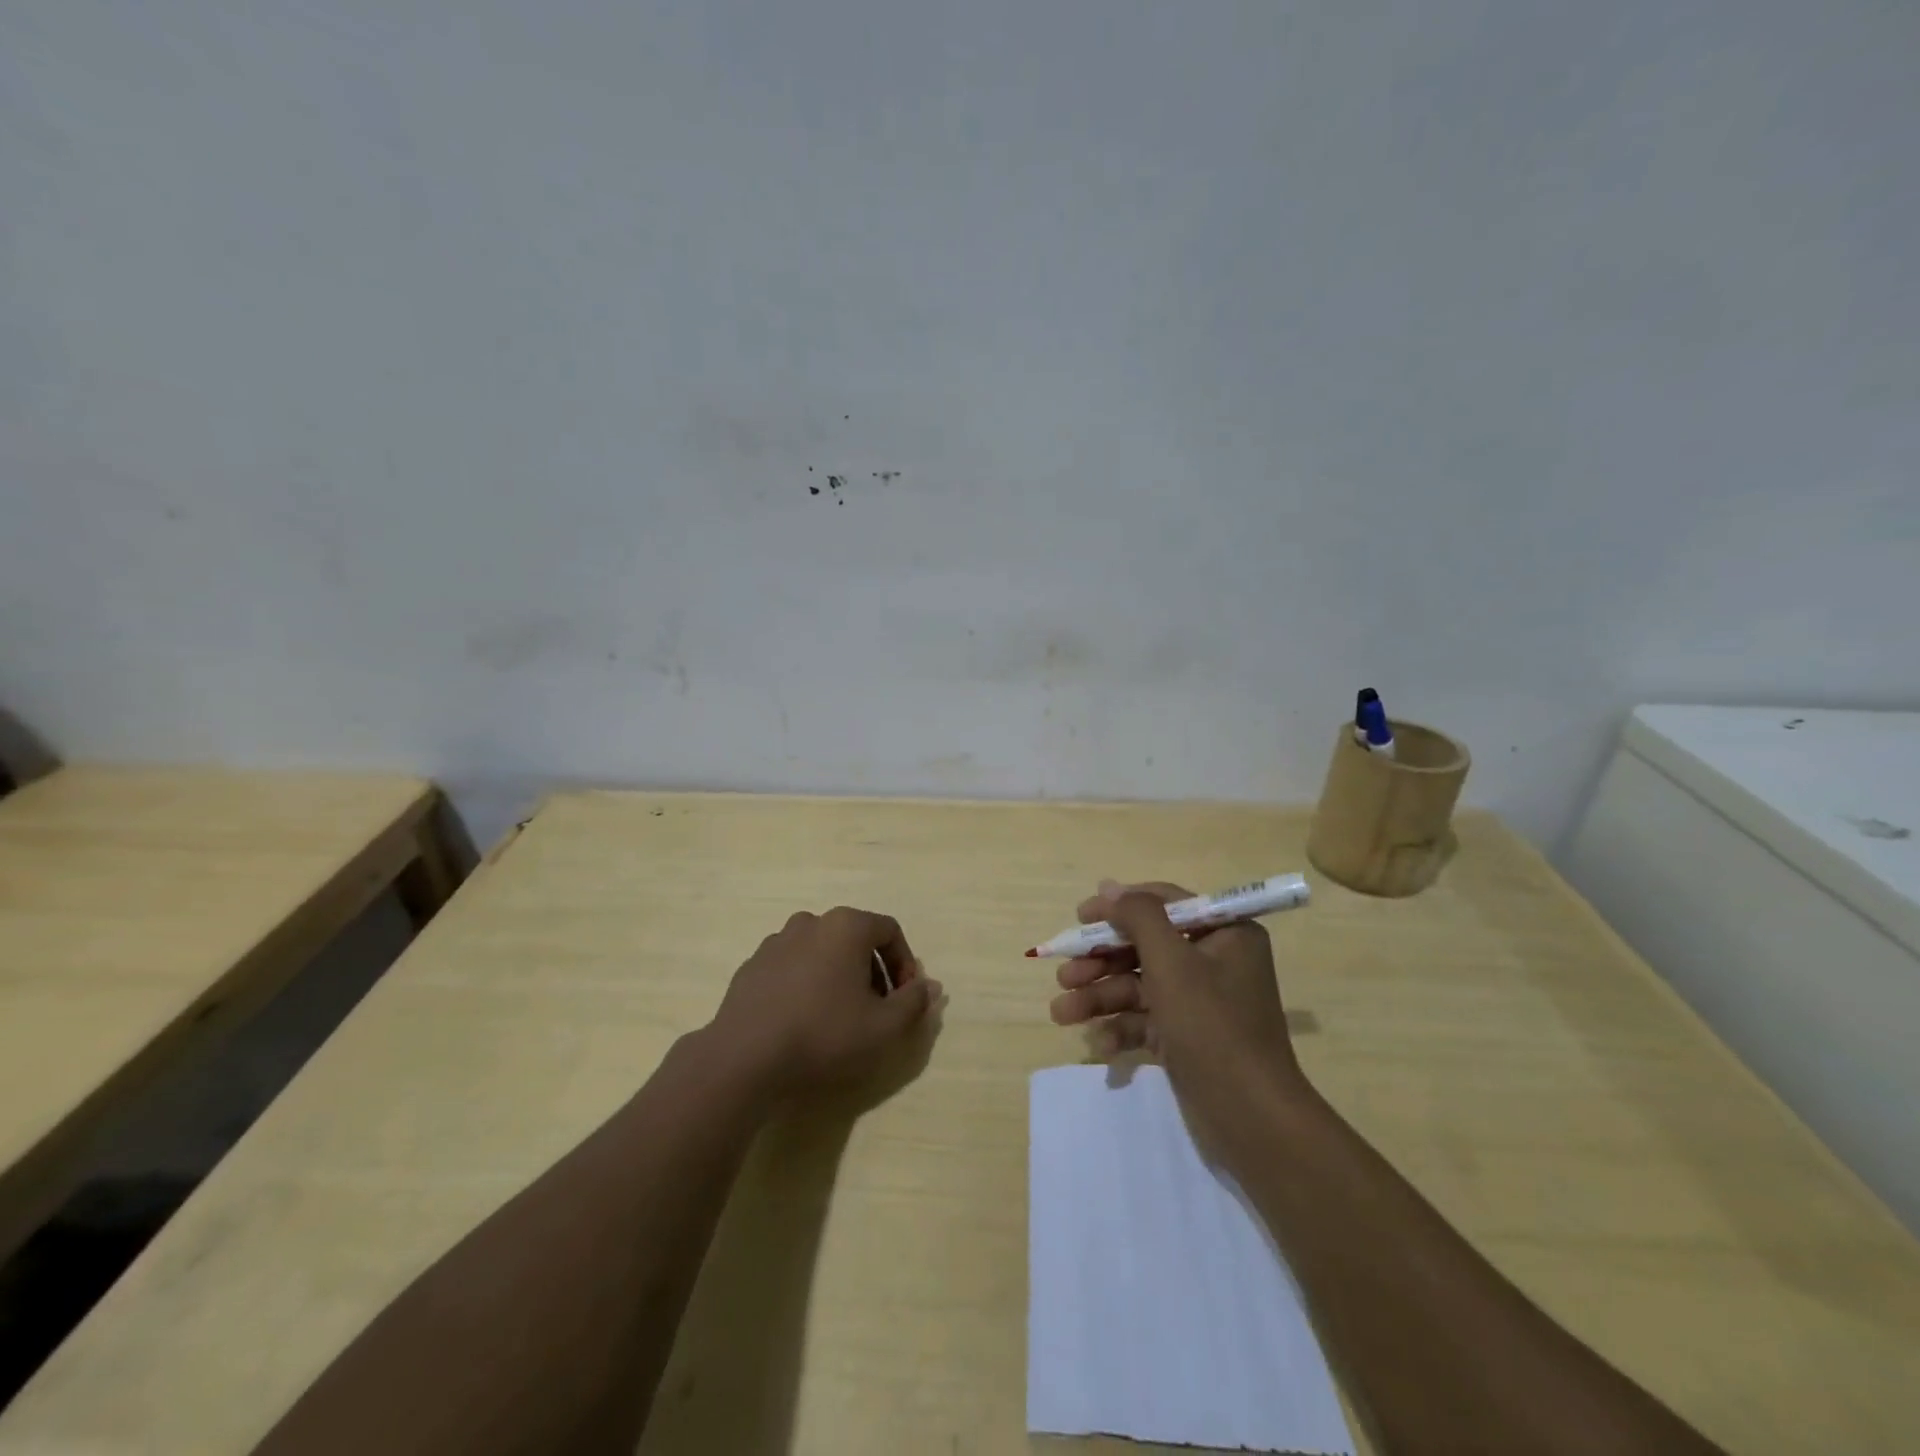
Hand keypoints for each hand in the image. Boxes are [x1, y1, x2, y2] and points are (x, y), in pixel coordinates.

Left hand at [710, 906, 941, 1097]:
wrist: (744, 1058)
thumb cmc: (824, 1035)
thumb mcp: (884, 1027)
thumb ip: (914, 1002)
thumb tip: (930, 986)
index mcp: (846, 926)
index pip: (889, 931)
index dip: (905, 963)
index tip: (905, 998)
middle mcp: (811, 922)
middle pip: (855, 939)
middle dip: (873, 971)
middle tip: (877, 1010)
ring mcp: (776, 941)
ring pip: (822, 951)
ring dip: (839, 975)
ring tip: (839, 1016)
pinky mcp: (752, 965)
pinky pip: (792, 966)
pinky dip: (806, 983)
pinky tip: (803, 1019)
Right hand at [1048, 880, 1307, 1120]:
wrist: (1251, 1120)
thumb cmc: (1212, 1026)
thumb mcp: (1172, 962)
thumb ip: (1138, 916)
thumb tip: (1108, 887)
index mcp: (1224, 933)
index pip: (1164, 903)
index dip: (1119, 907)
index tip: (1079, 917)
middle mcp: (1214, 961)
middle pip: (1144, 947)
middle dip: (1100, 962)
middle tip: (1064, 975)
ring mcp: (1199, 1001)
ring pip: (1138, 985)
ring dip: (1099, 996)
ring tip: (1061, 1013)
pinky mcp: (1186, 1037)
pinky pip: (1145, 1020)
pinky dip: (1120, 1028)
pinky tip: (1099, 1045)